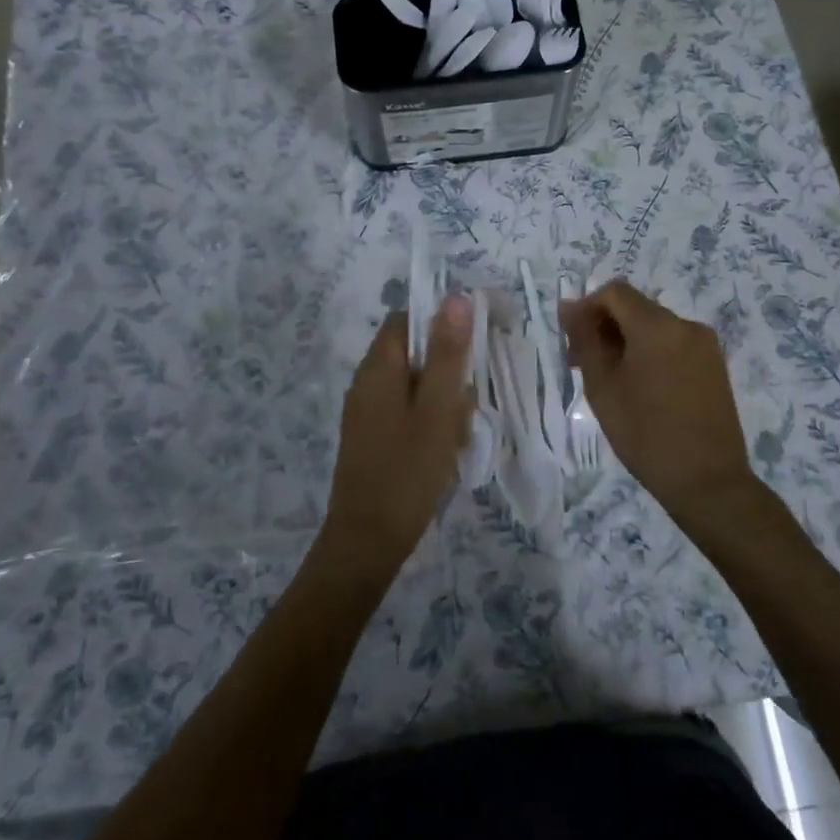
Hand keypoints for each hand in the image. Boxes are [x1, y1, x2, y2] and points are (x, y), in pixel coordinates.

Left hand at [322, 296, 474, 576]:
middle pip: (414, 354)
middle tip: (464, 408)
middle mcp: (366, 383)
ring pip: (415, 387)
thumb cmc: (407, 471)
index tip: (473, 346)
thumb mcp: (437, 409)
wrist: (367, 541)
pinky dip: (430, 424)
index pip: (406, 319)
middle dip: (447, 373)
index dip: (440, 323)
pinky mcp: (373, 437)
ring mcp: (367, 412)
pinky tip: (444, 452)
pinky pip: (407, 413)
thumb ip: (448, 354)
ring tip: (457, 437)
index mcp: (377, 368)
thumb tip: (456, 297)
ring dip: (443, 403)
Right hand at [560, 281, 762, 532]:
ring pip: (654, 327)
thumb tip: (569, 306)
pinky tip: (639, 387)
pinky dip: (650, 353)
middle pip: (635, 308)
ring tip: (610, 380)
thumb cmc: (645, 435)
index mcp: (658, 326)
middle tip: (582, 364)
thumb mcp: (603, 387)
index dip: (586, 307)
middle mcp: (686, 325)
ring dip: (626, 341)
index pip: (614, 292)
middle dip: (604, 327)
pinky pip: (673, 344)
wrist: (707, 481)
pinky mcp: (714, 365)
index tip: (570, 340)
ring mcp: (705, 345)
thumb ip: (584, 340)